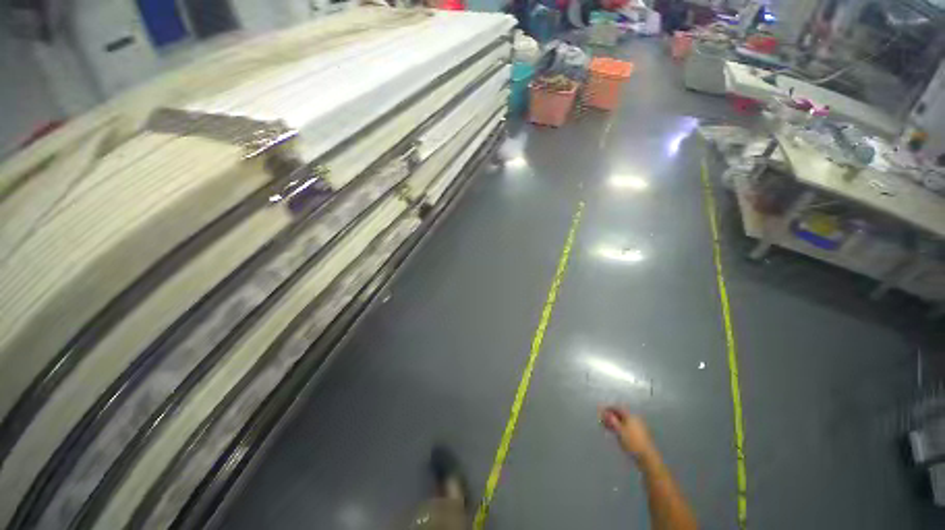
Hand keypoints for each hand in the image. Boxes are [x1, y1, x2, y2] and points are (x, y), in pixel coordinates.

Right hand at [599, 406, 657, 461]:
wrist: (647, 457)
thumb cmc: (633, 443)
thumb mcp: (620, 431)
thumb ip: (612, 421)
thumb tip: (605, 413)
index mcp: (630, 416)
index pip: (617, 408)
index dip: (608, 408)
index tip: (600, 412)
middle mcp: (634, 419)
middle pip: (620, 414)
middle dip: (610, 416)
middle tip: (602, 420)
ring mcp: (636, 427)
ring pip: (622, 421)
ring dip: (613, 422)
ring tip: (606, 427)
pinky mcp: (637, 435)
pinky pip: (625, 427)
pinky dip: (618, 428)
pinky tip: (614, 432)